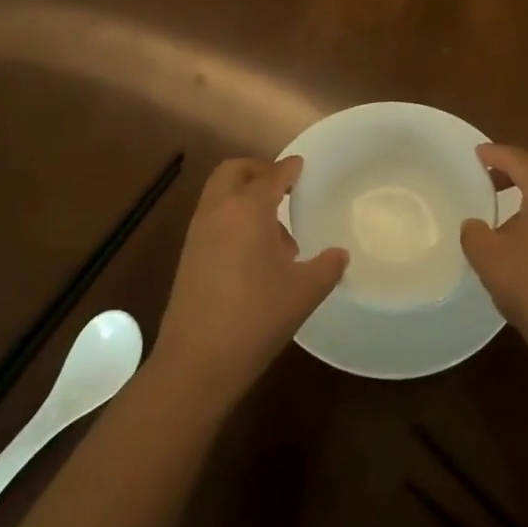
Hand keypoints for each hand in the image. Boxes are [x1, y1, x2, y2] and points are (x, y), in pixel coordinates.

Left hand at [151, 157, 347, 403]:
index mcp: (248, 209)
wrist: (197, 360)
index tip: (301, 165)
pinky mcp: (188, 256)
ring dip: (245, 197)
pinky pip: (213, 220)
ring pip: (220, 195)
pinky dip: (232, 219)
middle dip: (258, 171)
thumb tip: (338, 255)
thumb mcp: (305, 292)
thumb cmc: (257, 317)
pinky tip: (255, 256)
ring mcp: (198, 234)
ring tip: (277, 233)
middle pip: (233, 172)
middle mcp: (218, 212)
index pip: (271, 175)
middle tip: (283, 187)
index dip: (288, 168)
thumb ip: (327, 267)